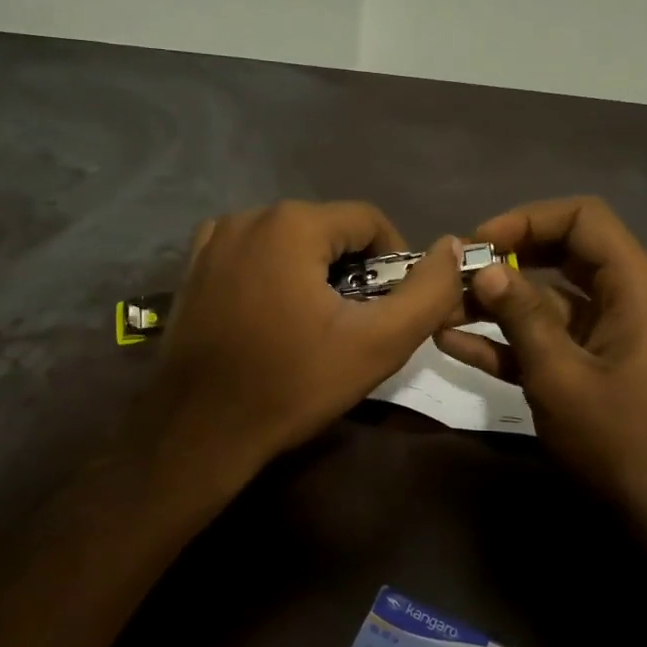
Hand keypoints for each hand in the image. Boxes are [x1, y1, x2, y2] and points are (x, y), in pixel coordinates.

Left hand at [151, 201, 462, 474]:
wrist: (201, 430)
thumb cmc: (293, 385)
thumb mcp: (378, 344)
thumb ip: (428, 292)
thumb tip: (453, 247)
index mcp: (292, 224)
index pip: (369, 221)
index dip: (394, 262)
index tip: (392, 308)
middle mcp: (248, 216)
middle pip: (327, 231)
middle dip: (352, 271)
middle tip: (355, 325)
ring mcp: (213, 241)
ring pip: (289, 244)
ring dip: (313, 275)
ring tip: (315, 327)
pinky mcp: (193, 268)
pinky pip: (253, 258)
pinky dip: (274, 278)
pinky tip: (273, 321)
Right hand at [436, 197, 646, 536]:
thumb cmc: (617, 439)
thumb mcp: (559, 374)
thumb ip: (520, 315)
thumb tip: (485, 267)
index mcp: (634, 284)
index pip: (582, 218)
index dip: (526, 220)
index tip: (477, 243)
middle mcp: (625, 296)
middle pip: (561, 253)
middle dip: (505, 260)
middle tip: (455, 274)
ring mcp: (607, 332)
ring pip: (547, 298)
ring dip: (496, 304)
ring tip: (440, 310)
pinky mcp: (591, 364)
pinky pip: (547, 337)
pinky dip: (507, 339)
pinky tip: (453, 342)